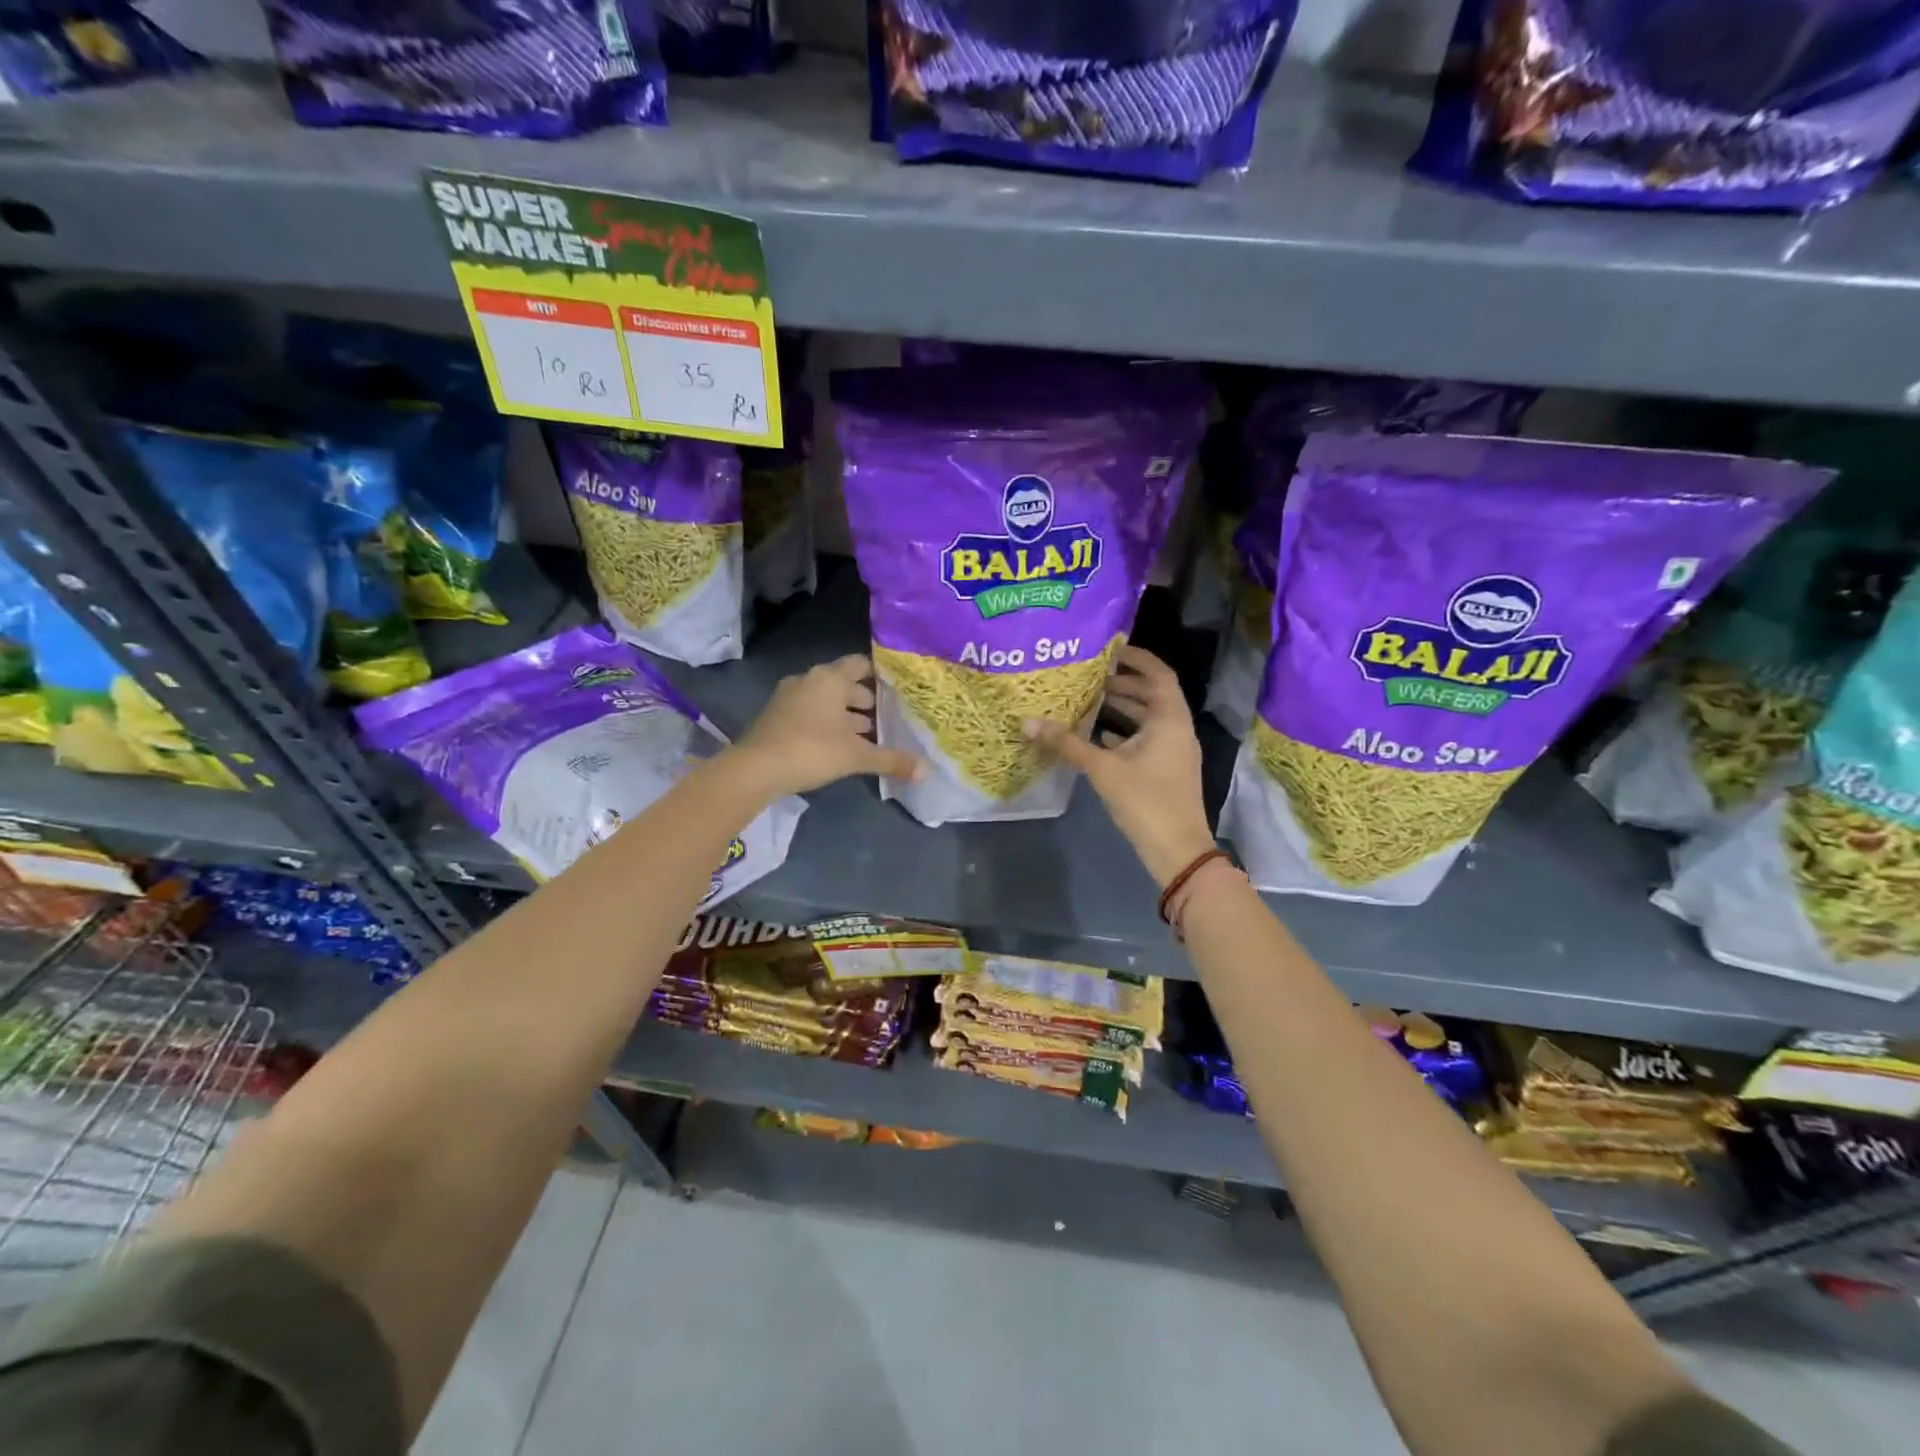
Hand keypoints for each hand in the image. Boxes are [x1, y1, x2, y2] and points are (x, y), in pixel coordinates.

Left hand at [730, 654, 923, 797]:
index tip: (899, 688)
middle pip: (844, 683)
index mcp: (830, 678)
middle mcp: (809, 680)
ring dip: (845, 714)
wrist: (755, 769)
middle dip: (865, 699)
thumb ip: (891, 760)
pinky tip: (839, 744)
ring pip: (826, 699)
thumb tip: (926, 770)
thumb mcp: (856, 756)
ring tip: (867, 734)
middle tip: (888, 716)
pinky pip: (809, 712)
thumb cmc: (811, 750)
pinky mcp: (776, 716)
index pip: (861, 664)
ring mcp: (788, 697)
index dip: (880, 675)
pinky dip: (826, 722)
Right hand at [1023, 646, 1215, 886]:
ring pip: (1149, 719)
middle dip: (1124, 683)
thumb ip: (1067, 744)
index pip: (1158, 674)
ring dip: (1124, 708)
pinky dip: (1125, 733)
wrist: (1177, 850)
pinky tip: (1098, 737)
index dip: (1137, 658)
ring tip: (1090, 700)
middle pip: (1153, 695)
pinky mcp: (1167, 770)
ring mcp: (1174, 751)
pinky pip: (1147, 740)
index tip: (1110, 649)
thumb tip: (1028, 722)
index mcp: (1170, 719)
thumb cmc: (1145, 801)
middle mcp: (1177, 729)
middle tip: (1090, 675)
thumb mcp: (1103, 769)